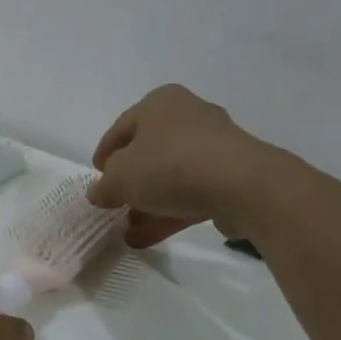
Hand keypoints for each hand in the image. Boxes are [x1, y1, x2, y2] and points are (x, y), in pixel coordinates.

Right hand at [87, 85, 279, 247]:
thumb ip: (104, 187)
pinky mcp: (235, 174)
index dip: (104, 155)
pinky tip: (153, 237)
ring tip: (130, 232)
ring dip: (150, 204)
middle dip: (130, 184)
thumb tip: (98, 193)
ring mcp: (215, 145)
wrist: (243, 185)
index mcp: (159, 103)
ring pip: (172, 176)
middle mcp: (188, 115)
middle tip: (116, 207)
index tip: (97, 178)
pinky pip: (195, 191)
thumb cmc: (170, 166)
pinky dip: (173, 211)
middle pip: (149, 153)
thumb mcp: (121, 178)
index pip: (121, 128)